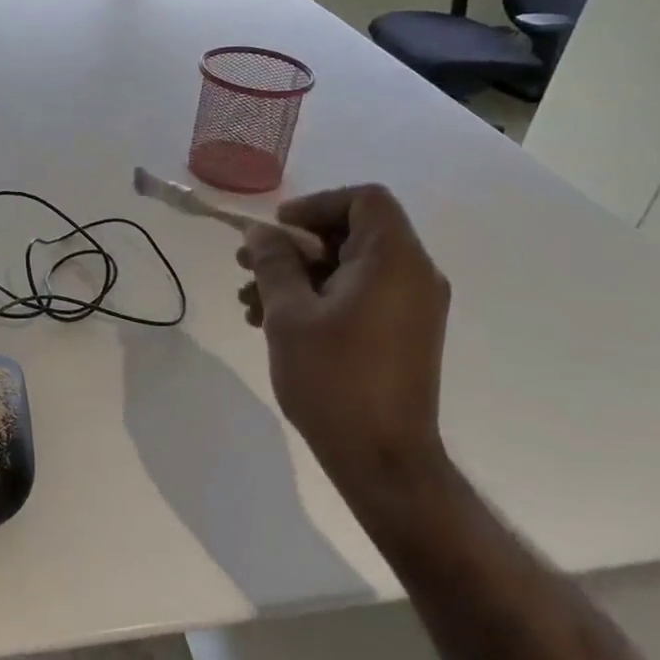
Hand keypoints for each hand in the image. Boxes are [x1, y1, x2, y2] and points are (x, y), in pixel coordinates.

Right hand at [236, 185, 450, 502]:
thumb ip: (273, 262)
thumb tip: (261, 232)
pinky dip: (318, 298)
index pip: (363, 199)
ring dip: (298, 275)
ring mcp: (412, 307)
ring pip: (348, 267)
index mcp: (394, 260)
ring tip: (250, 303)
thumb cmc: (334, 379)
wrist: (383, 461)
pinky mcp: (403, 334)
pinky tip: (275, 323)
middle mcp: (413, 275)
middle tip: (246, 265)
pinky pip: (358, 295)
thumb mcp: (289, 314)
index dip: (315, 205)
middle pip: (351, 233)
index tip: (275, 230)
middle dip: (293, 246)